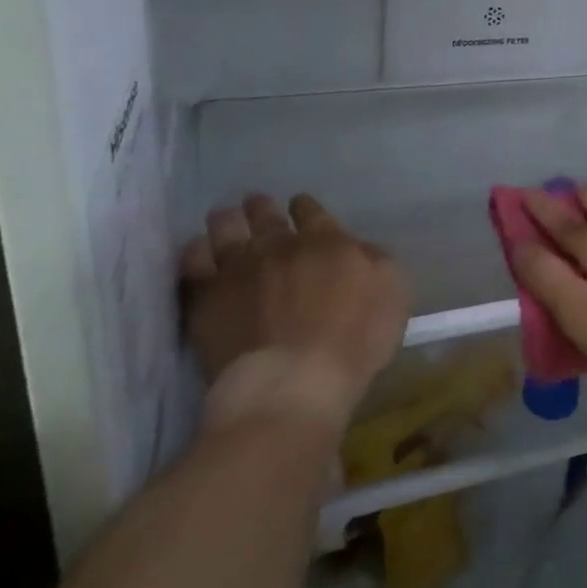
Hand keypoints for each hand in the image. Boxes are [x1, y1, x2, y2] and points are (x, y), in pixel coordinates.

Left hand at [180, 194, 408, 429]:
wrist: (292, 382)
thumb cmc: (354, 341)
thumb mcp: (393, 293)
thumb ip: (377, 261)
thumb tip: (360, 248)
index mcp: (327, 241)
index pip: (312, 212)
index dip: (305, 207)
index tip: (300, 206)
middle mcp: (280, 245)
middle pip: (266, 215)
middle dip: (262, 208)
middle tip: (257, 205)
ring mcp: (238, 268)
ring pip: (227, 228)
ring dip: (228, 220)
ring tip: (225, 217)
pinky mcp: (206, 296)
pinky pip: (193, 261)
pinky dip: (197, 251)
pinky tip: (199, 250)